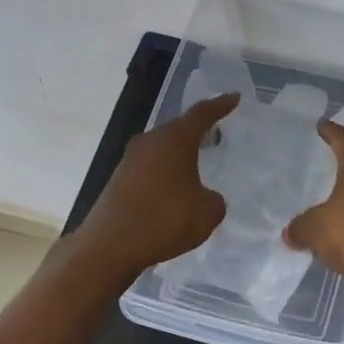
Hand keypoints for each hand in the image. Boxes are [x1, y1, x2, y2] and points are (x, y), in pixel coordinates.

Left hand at [73, 93, 238, 279]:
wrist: (110, 246)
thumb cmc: (164, 221)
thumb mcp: (207, 213)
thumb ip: (213, 199)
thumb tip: (203, 196)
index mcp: (174, 140)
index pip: (201, 114)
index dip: (220, 105)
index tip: (234, 97)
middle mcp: (150, 142)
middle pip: (178, 128)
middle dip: (198, 130)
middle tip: (217, 131)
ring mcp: (130, 160)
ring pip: (162, 148)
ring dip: (179, 153)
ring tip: (198, 161)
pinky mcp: (119, 180)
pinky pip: (150, 167)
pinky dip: (165, 172)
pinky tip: (174, 188)